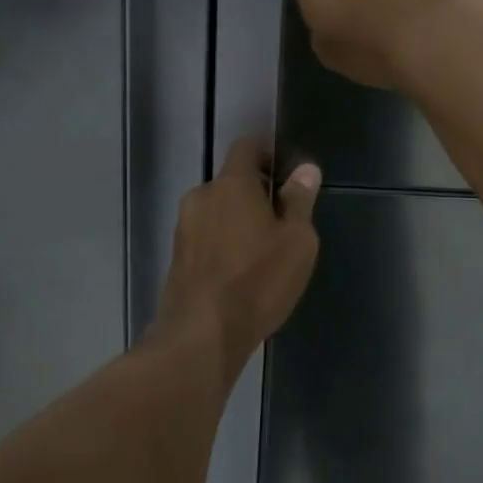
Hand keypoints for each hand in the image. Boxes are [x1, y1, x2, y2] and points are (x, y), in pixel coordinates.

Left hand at [155, 138, 320, 369]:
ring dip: (236, 221)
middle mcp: (201, 196)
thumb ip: (300, 201)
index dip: (268, 155)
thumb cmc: (258, 281)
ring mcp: (183, 227)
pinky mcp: (176, 257)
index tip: (286, 178)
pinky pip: (205, 237)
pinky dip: (222, 244)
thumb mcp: (297, 242)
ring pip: (216, 211)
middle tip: (280, 223)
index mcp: (232, 184)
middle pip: (231, 182)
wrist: (201, 335)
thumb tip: (306, 169)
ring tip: (260, 253)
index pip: (246, 147)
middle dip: (255, 194)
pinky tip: (238, 273)